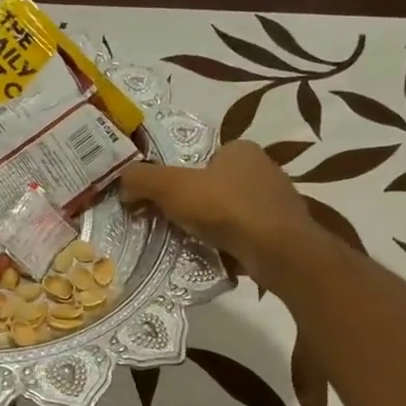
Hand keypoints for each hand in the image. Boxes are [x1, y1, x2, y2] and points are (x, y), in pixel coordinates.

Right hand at [120, 141, 319, 283]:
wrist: (278, 251)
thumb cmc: (225, 208)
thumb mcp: (172, 187)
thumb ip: (141, 179)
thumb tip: (122, 184)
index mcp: (241, 149)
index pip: (202, 157)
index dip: (180, 176)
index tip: (164, 199)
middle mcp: (264, 169)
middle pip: (215, 185)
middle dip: (195, 204)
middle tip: (172, 222)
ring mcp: (277, 202)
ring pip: (231, 212)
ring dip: (213, 226)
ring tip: (192, 242)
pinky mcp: (283, 232)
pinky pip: (246, 235)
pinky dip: (230, 244)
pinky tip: (217, 256)